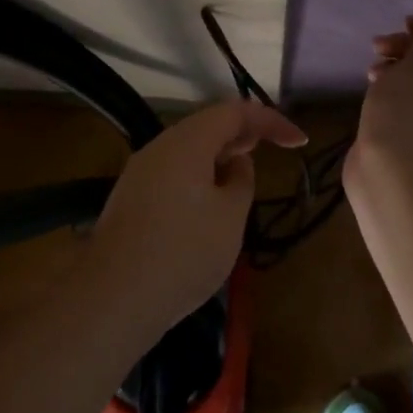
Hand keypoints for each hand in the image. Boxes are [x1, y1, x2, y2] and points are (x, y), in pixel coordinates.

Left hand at [87, 101, 306, 336]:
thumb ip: (241, 181)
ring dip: (220, 156)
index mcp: (187, 142)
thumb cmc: (183, 253)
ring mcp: (140, 173)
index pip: (235, 112)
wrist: (112, 300)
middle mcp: (159, 147)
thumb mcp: (230, 217)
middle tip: (272, 149)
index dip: (271, 121)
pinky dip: (199, 176)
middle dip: (243, 134)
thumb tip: (235, 164)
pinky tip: (208, 203)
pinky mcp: (130, 200)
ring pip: (188, 150)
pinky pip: (173, 173)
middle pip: (207, 126)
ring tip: (243, 176)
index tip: (299, 141)